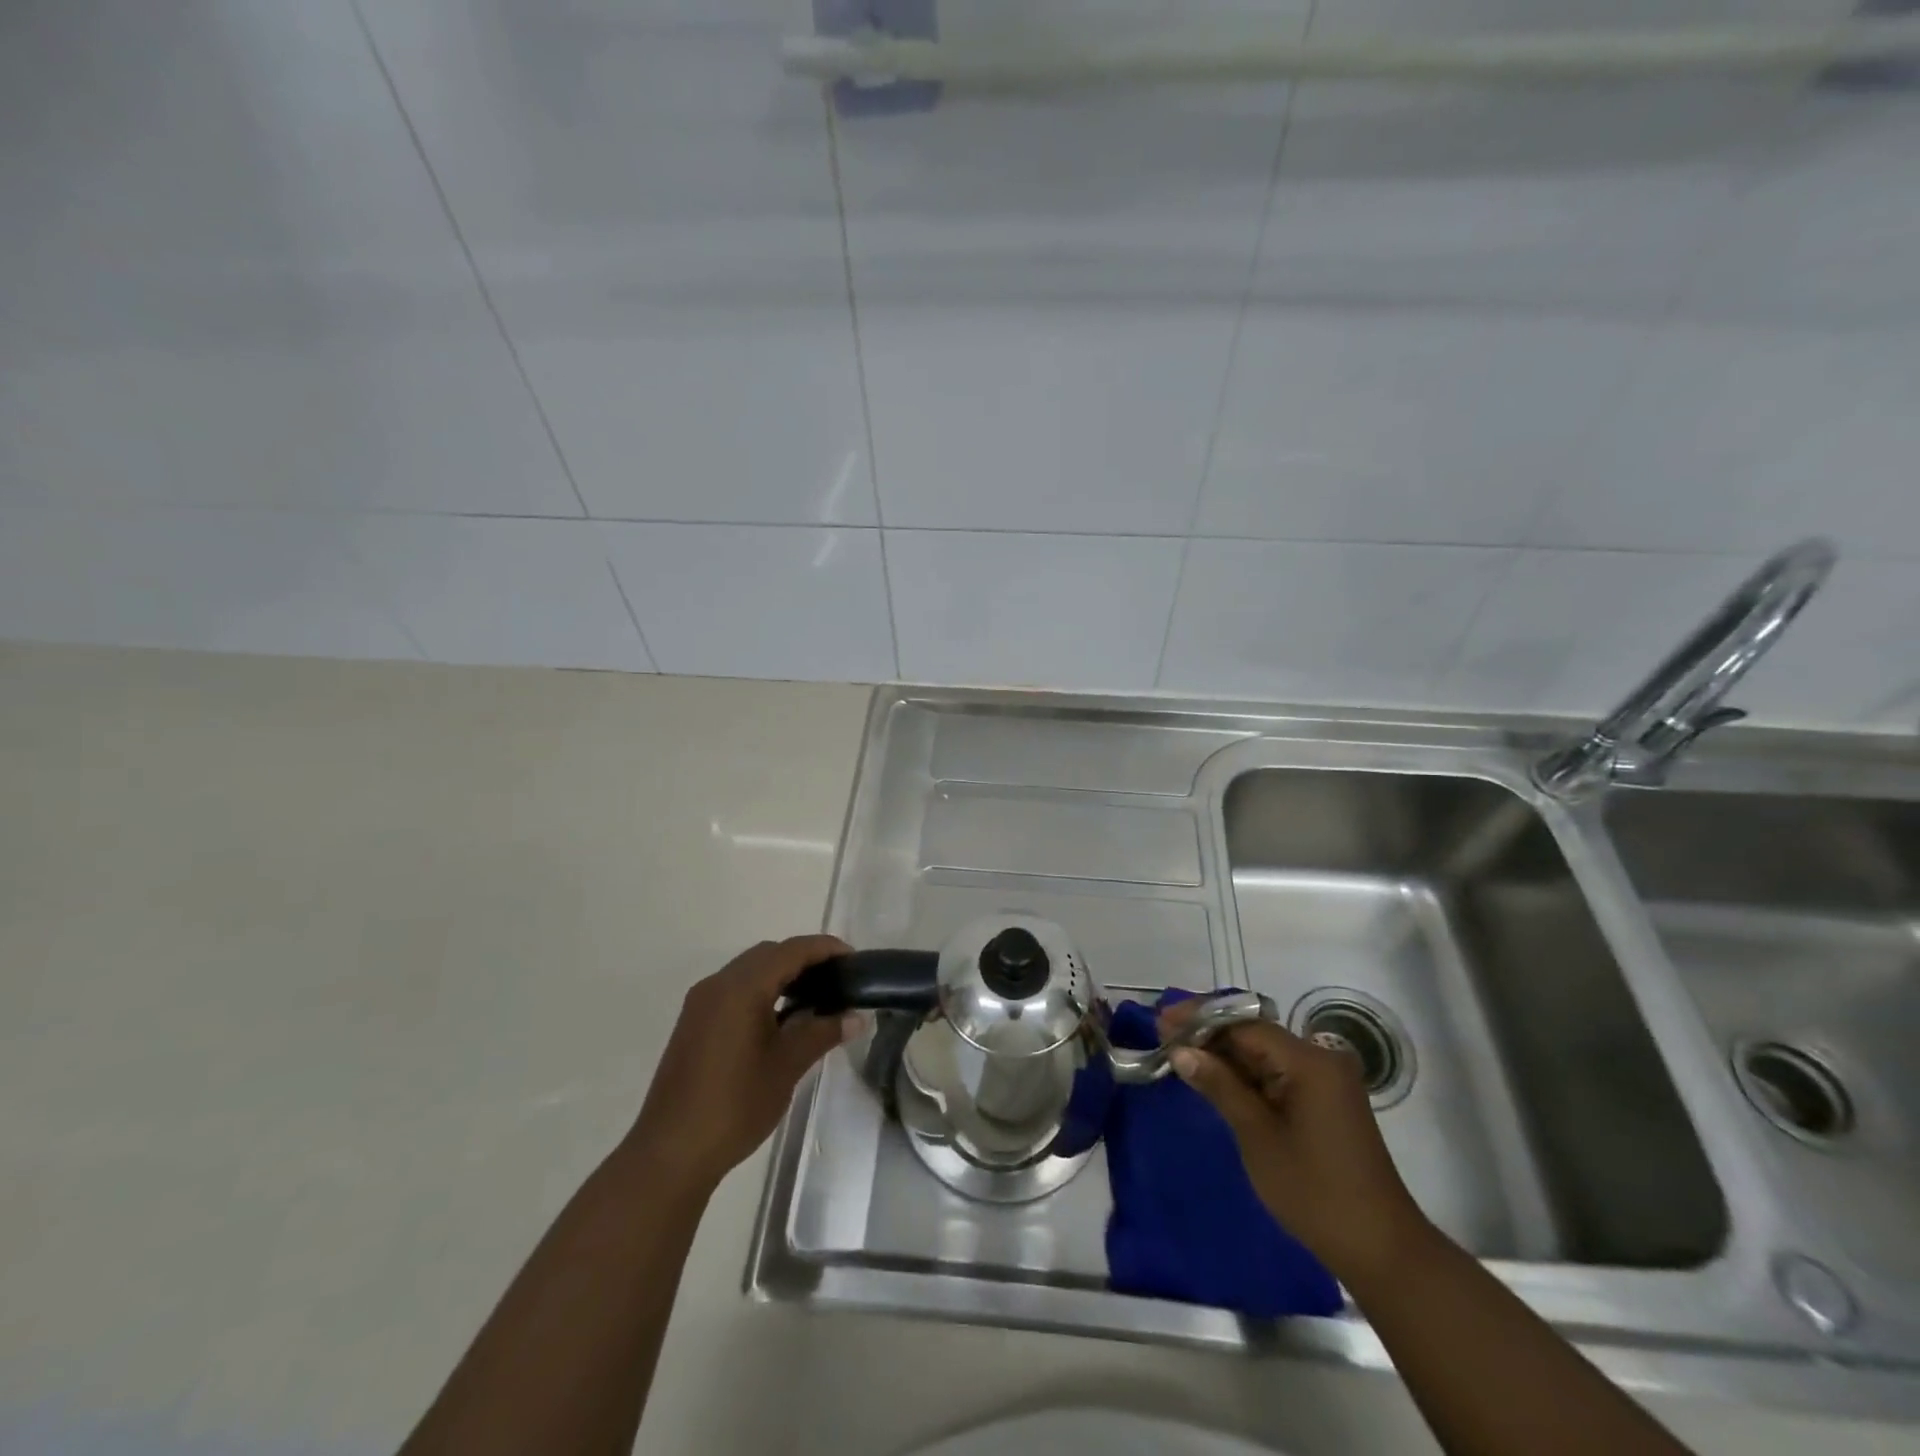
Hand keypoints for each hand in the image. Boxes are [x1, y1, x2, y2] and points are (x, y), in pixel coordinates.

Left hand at [626, 935, 857, 1195]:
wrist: (671, 1153)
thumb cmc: (735, 1105)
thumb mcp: (787, 1066)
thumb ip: (822, 1032)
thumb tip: (857, 1018)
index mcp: (741, 988)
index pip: (791, 951)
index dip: (825, 949)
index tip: (853, 959)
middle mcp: (718, 985)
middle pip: (768, 954)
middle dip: (804, 959)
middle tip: (837, 978)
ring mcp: (701, 1003)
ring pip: (749, 970)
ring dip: (781, 974)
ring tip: (814, 997)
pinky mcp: (694, 1023)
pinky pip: (734, 989)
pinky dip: (761, 990)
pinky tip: (780, 1017)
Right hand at [1160, 1007, 1435, 1282]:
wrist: (1381, 1249)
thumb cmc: (1314, 1191)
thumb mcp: (1257, 1136)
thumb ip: (1219, 1085)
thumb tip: (1180, 1051)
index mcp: (1309, 1061)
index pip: (1244, 1024)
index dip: (1200, 1020)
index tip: (1161, 1022)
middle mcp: (1320, 1059)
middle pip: (1254, 1034)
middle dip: (1208, 1034)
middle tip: (1163, 1036)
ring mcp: (1325, 1081)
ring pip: (1264, 1054)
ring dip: (1224, 1054)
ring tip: (1179, 1053)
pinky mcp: (1324, 1101)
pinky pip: (1277, 1074)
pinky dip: (1245, 1075)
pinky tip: (1214, 1077)